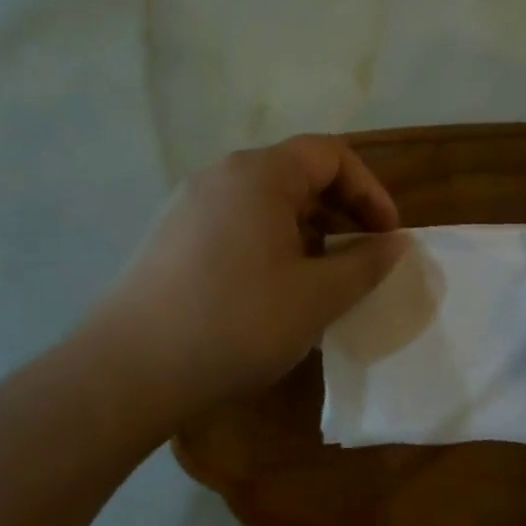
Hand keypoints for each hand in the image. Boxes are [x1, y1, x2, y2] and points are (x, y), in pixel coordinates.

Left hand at [99, 135, 407, 418]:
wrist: (129, 370)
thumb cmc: (237, 324)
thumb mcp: (317, 297)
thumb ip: (366, 264)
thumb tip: (396, 243)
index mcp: (259, 174)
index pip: (331, 155)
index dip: (370, 191)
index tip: (387, 237)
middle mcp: (220, 175)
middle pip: (296, 174)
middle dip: (340, 213)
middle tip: (360, 259)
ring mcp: (188, 205)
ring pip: (265, 202)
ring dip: (305, 231)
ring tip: (320, 279)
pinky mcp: (169, 236)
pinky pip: (235, 223)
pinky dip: (268, 243)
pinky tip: (271, 292)